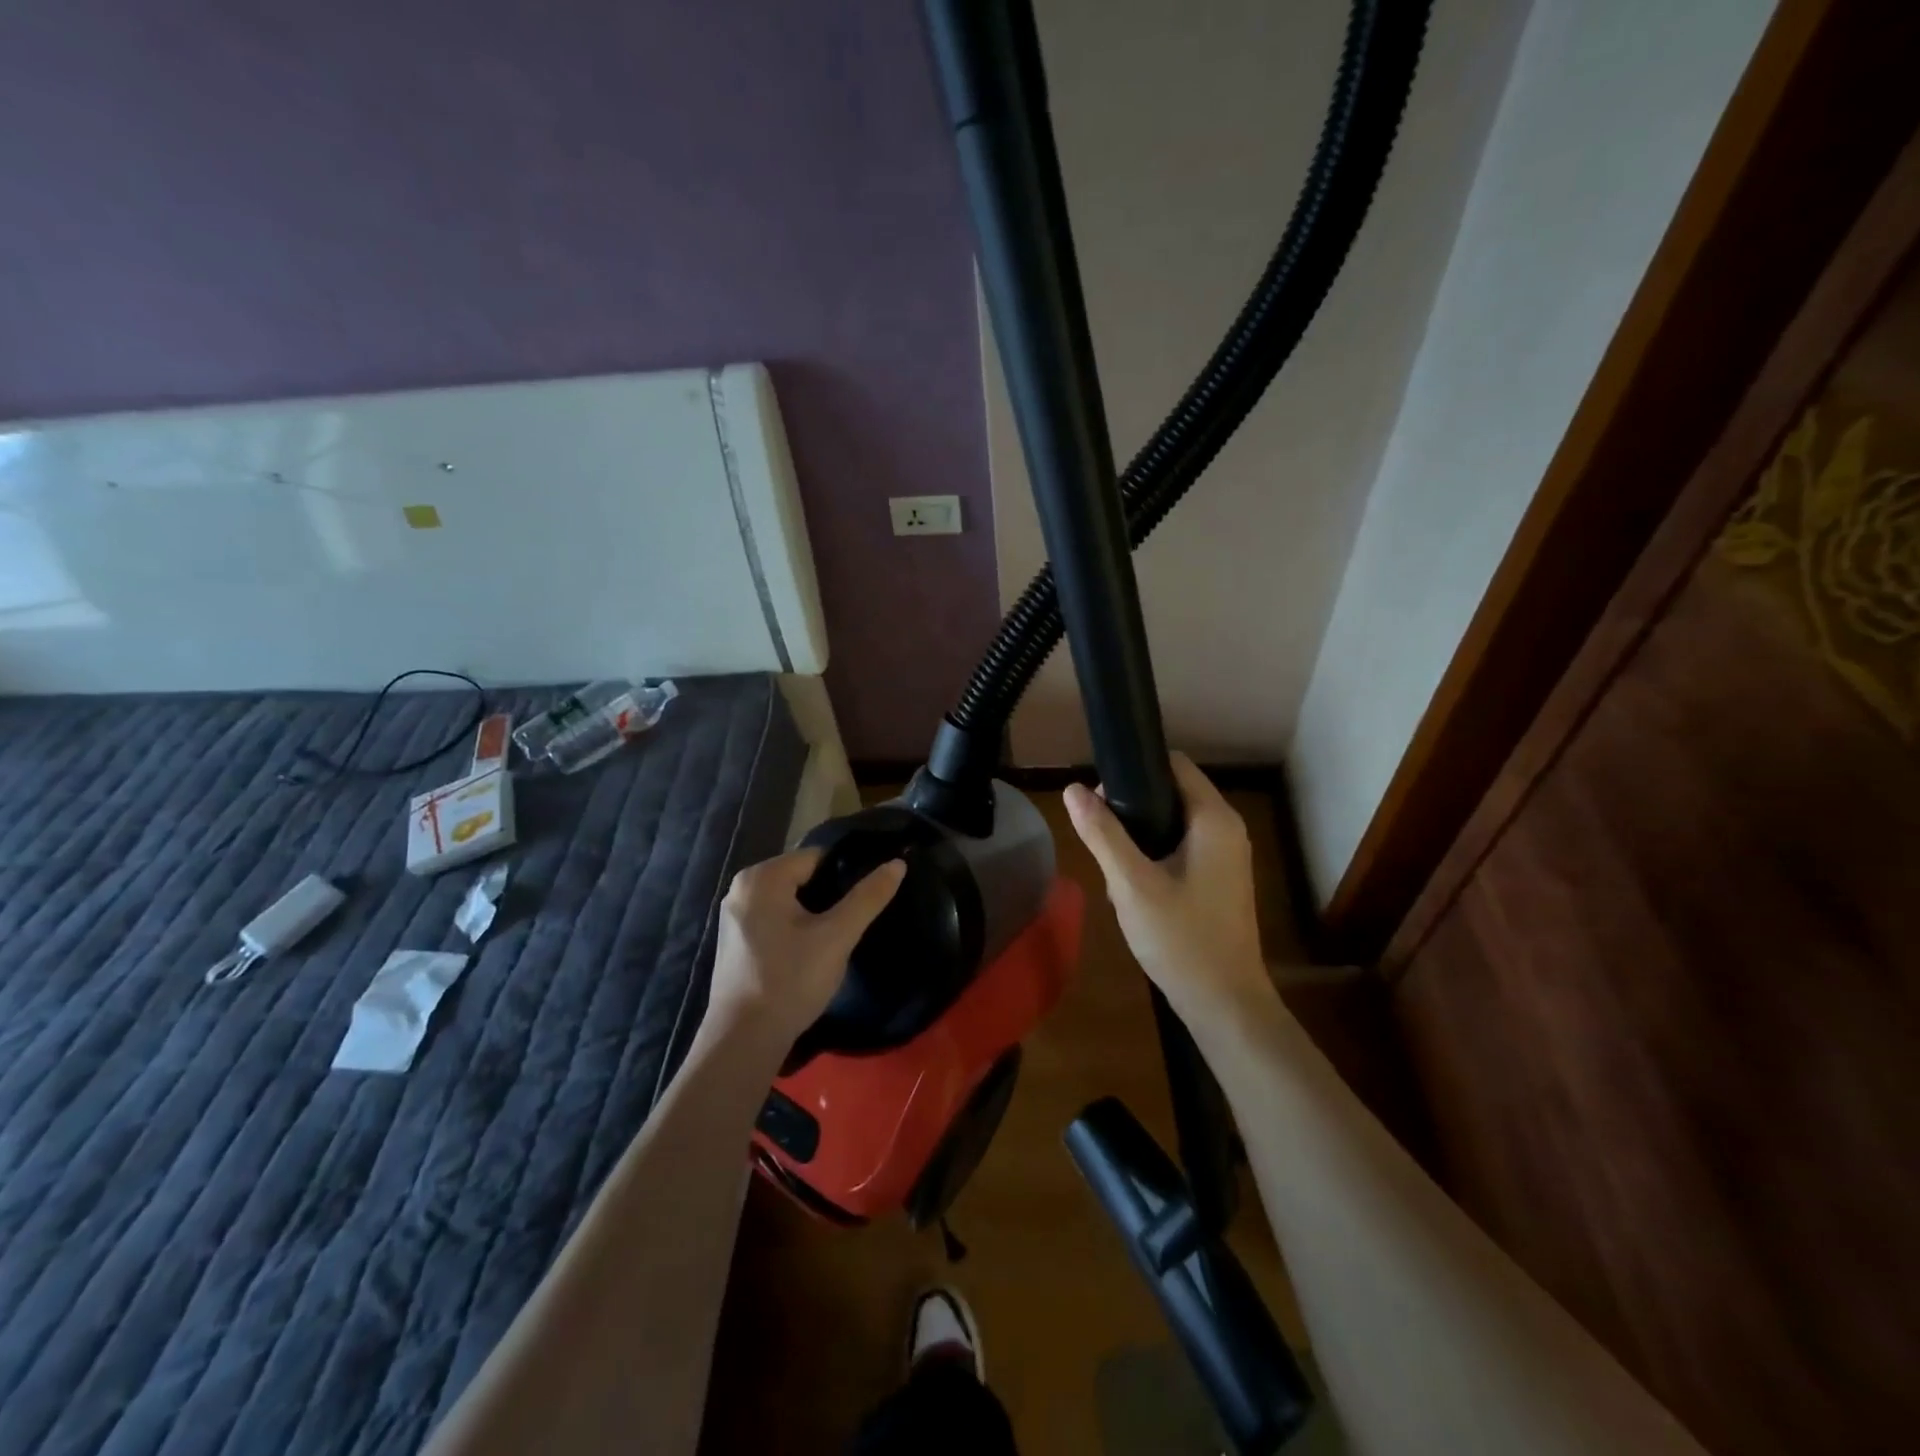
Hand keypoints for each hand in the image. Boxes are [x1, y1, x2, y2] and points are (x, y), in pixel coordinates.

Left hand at [704, 849, 905, 1050]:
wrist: (744, 1041)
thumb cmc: (791, 980)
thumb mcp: (837, 936)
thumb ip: (868, 897)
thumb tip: (898, 863)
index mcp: (762, 877)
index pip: (817, 858)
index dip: (846, 874)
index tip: (866, 898)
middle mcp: (741, 888)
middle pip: (801, 877)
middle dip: (829, 896)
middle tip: (853, 922)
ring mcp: (733, 917)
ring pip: (788, 901)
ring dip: (813, 914)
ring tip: (837, 938)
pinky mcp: (734, 942)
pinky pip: (773, 920)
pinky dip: (794, 929)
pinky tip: (809, 953)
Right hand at [1064, 753, 1278, 1036]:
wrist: (1224, 1004)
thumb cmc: (1180, 939)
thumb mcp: (1131, 884)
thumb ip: (1102, 834)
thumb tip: (1072, 789)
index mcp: (1214, 819)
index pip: (1174, 764)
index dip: (1133, 770)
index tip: (1099, 797)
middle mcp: (1227, 829)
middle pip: (1173, 791)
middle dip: (1133, 804)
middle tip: (1098, 832)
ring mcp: (1227, 856)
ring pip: (1175, 821)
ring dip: (1141, 831)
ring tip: (1111, 859)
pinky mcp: (1221, 879)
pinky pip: (1184, 846)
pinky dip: (1157, 851)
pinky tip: (1133, 881)